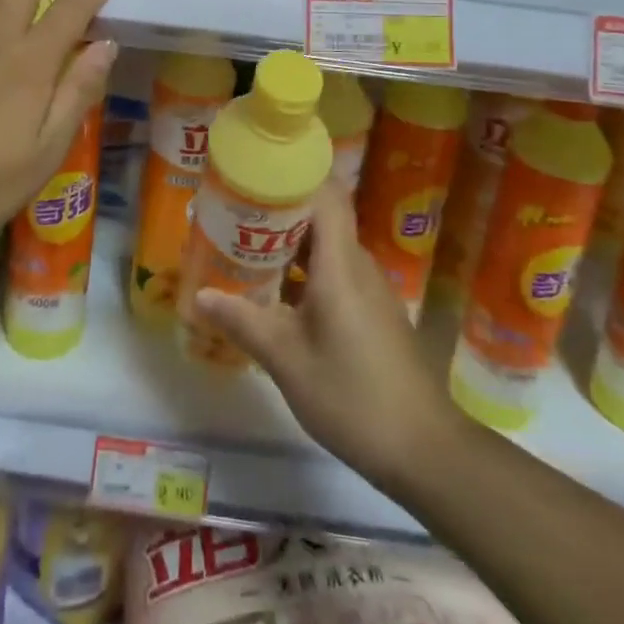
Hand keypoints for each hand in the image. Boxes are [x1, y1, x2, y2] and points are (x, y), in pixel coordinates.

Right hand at [192, 180, 457, 490]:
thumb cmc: (351, 394)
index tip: (254, 174)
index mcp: (340, 263)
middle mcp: (359, 265)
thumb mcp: (286, 359)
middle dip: (278, 213)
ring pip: (327, 248)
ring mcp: (370, 289)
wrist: (423, 449)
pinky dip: (306, 273)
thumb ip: (242, 321)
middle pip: (321, 218)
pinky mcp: (374, 313)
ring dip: (290, 246)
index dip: (293, 176)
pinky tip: (278, 296)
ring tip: (246, 251)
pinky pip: (336, 273)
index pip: (325, 195)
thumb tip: (199, 296)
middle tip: (234, 215)